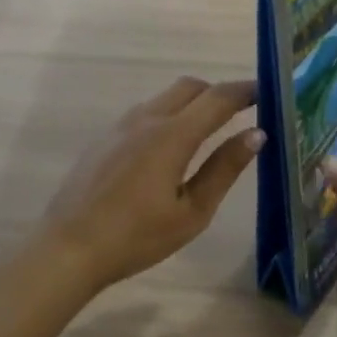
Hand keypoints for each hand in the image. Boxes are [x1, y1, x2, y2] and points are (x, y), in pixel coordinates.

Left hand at [42, 77, 262, 293]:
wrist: (69, 249)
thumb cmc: (137, 237)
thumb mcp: (192, 211)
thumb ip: (224, 169)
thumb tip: (256, 134)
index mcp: (172, 135)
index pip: (217, 99)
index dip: (245, 91)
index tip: (267, 92)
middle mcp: (146, 119)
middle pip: (189, 87)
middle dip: (218, 93)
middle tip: (240, 112)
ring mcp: (120, 127)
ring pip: (164, 98)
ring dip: (191, 103)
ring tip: (209, 130)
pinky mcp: (104, 139)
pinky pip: (145, 113)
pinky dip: (168, 116)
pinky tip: (170, 148)